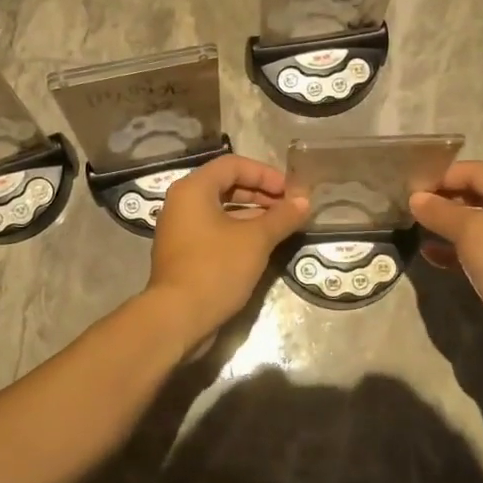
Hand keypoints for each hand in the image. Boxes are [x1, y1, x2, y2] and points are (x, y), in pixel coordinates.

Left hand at [146, 155, 309, 345]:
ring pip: (221, 211)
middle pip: (226, 186)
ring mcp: (180, 230)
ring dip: (252, 214)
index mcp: (193, 189)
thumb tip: (304, 202)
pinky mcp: (184, 254)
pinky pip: (214, 231)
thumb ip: (281, 217)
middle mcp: (182, 203)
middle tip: (288, 208)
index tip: (290, 191)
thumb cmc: (216, 268)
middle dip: (260, 194)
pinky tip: (261, 246)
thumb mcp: (256, 240)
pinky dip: (238, 232)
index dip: (265, 173)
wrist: (179, 316)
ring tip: (281, 226)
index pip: (233, 165)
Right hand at [410, 161, 482, 372]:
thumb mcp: (473, 232)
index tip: (409, 189)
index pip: (474, 171)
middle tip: (408, 208)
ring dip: (446, 226)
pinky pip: (477, 252)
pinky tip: (430, 255)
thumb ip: (441, 212)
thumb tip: (416, 198)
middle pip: (476, 196)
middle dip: (442, 200)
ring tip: (415, 229)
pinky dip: (454, 251)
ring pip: (475, 226)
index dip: (441, 176)